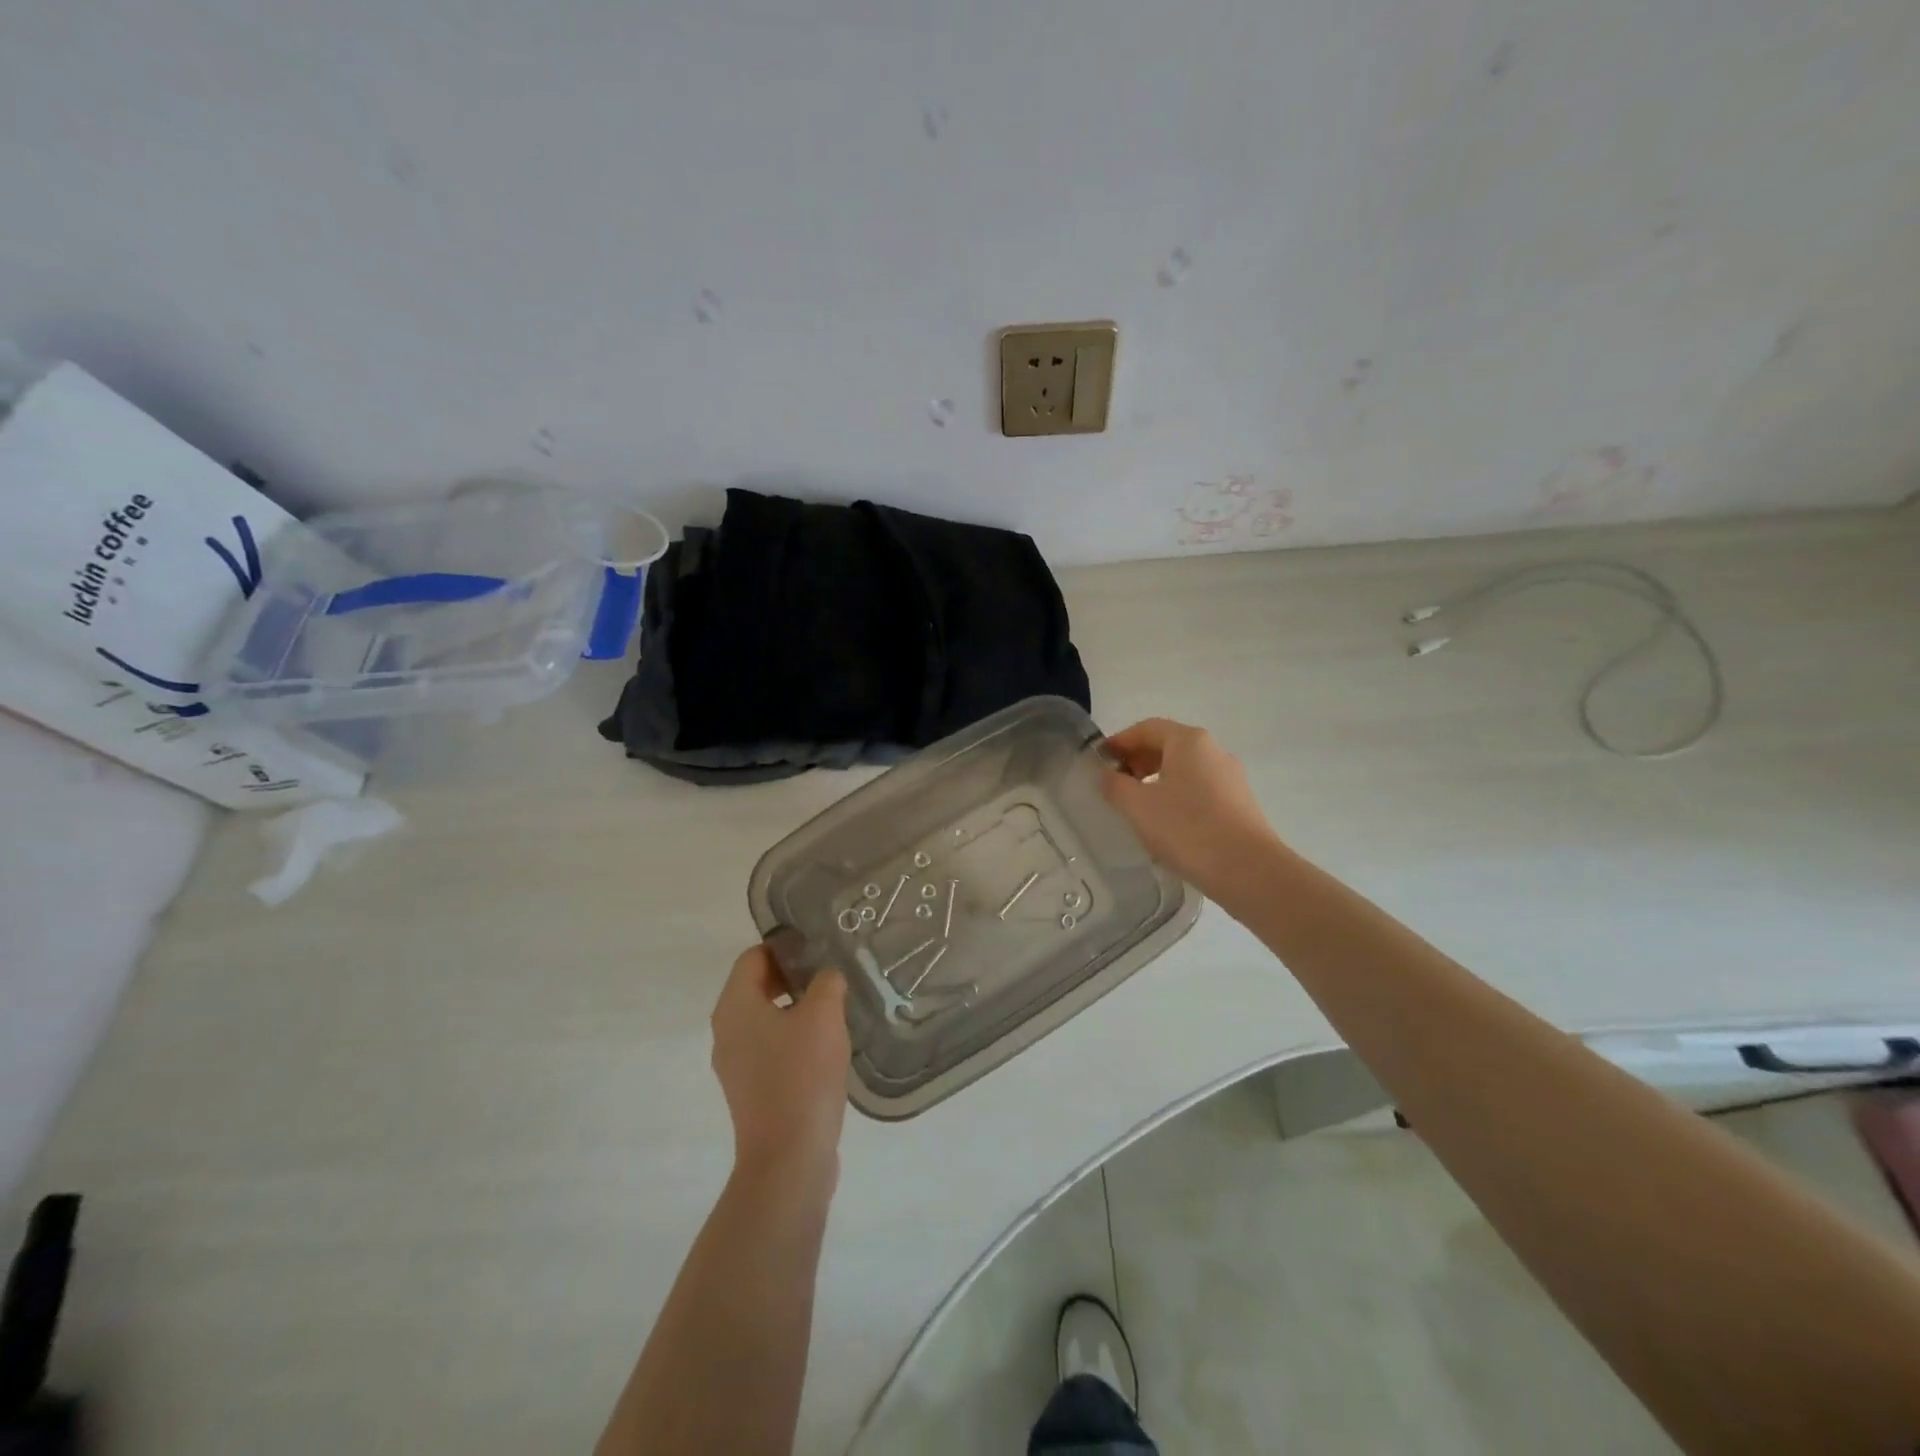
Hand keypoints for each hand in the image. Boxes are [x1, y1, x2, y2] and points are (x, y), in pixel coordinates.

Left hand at [710, 946, 850, 1179]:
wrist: (788, 1158)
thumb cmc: (801, 1075)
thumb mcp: (823, 1016)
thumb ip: (826, 983)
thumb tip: (826, 976)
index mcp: (734, 1007)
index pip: (753, 957)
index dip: (785, 947)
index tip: (819, 948)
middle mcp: (726, 1031)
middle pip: (755, 986)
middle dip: (792, 976)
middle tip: (830, 975)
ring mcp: (735, 1064)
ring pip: (764, 1018)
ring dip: (795, 1008)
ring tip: (834, 1008)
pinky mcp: (750, 1090)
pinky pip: (769, 1048)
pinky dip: (792, 1037)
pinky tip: (825, 1046)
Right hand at [1101, 718, 1282, 896]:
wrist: (1248, 870)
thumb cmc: (1187, 829)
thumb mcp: (1137, 806)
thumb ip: (1114, 785)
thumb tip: (1107, 775)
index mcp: (1189, 741)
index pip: (1147, 728)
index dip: (1119, 741)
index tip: (1099, 762)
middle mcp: (1213, 751)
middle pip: (1168, 746)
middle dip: (1137, 761)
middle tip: (1115, 786)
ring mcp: (1231, 778)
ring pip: (1185, 770)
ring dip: (1156, 781)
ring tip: (1138, 809)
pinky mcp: (1239, 804)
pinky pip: (1200, 790)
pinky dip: (1177, 797)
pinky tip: (1166, 825)